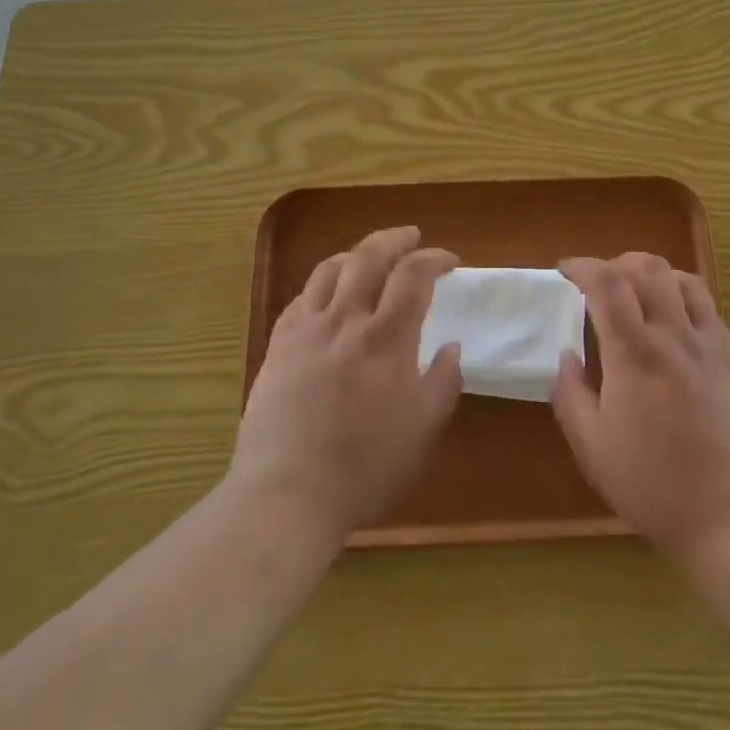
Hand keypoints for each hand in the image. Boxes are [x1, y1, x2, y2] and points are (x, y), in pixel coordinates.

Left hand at [230, 226, 462, 543]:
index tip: (450, 260)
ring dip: (355, 254)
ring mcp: (306, 331)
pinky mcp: (278, 347)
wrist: (287, 493)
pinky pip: (300, 298)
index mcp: (386, 338)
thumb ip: (444, 381)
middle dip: (394, 238)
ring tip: (369, 257)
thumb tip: (451, 346)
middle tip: (412, 236)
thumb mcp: (423, 430)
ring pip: (329, 269)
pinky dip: (320, 285)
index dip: (434, 258)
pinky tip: (326, 295)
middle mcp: (346, 320)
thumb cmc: (365, 466)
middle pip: (369, 256)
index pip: (414, 275)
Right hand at [552, 254, 729, 563]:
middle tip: (598, 282)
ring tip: (636, 289)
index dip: (583, 266)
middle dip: (616, 263)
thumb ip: (570, 394)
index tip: (565, 270)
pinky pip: (708, 305)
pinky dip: (682, 293)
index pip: (607, 284)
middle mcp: (674, 337)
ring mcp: (710, 345)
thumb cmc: (653, 486)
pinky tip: (673, 317)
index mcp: (634, 355)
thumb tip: (567, 356)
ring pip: (682, 279)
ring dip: (652, 272)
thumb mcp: (592, 448)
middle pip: (647, 269)